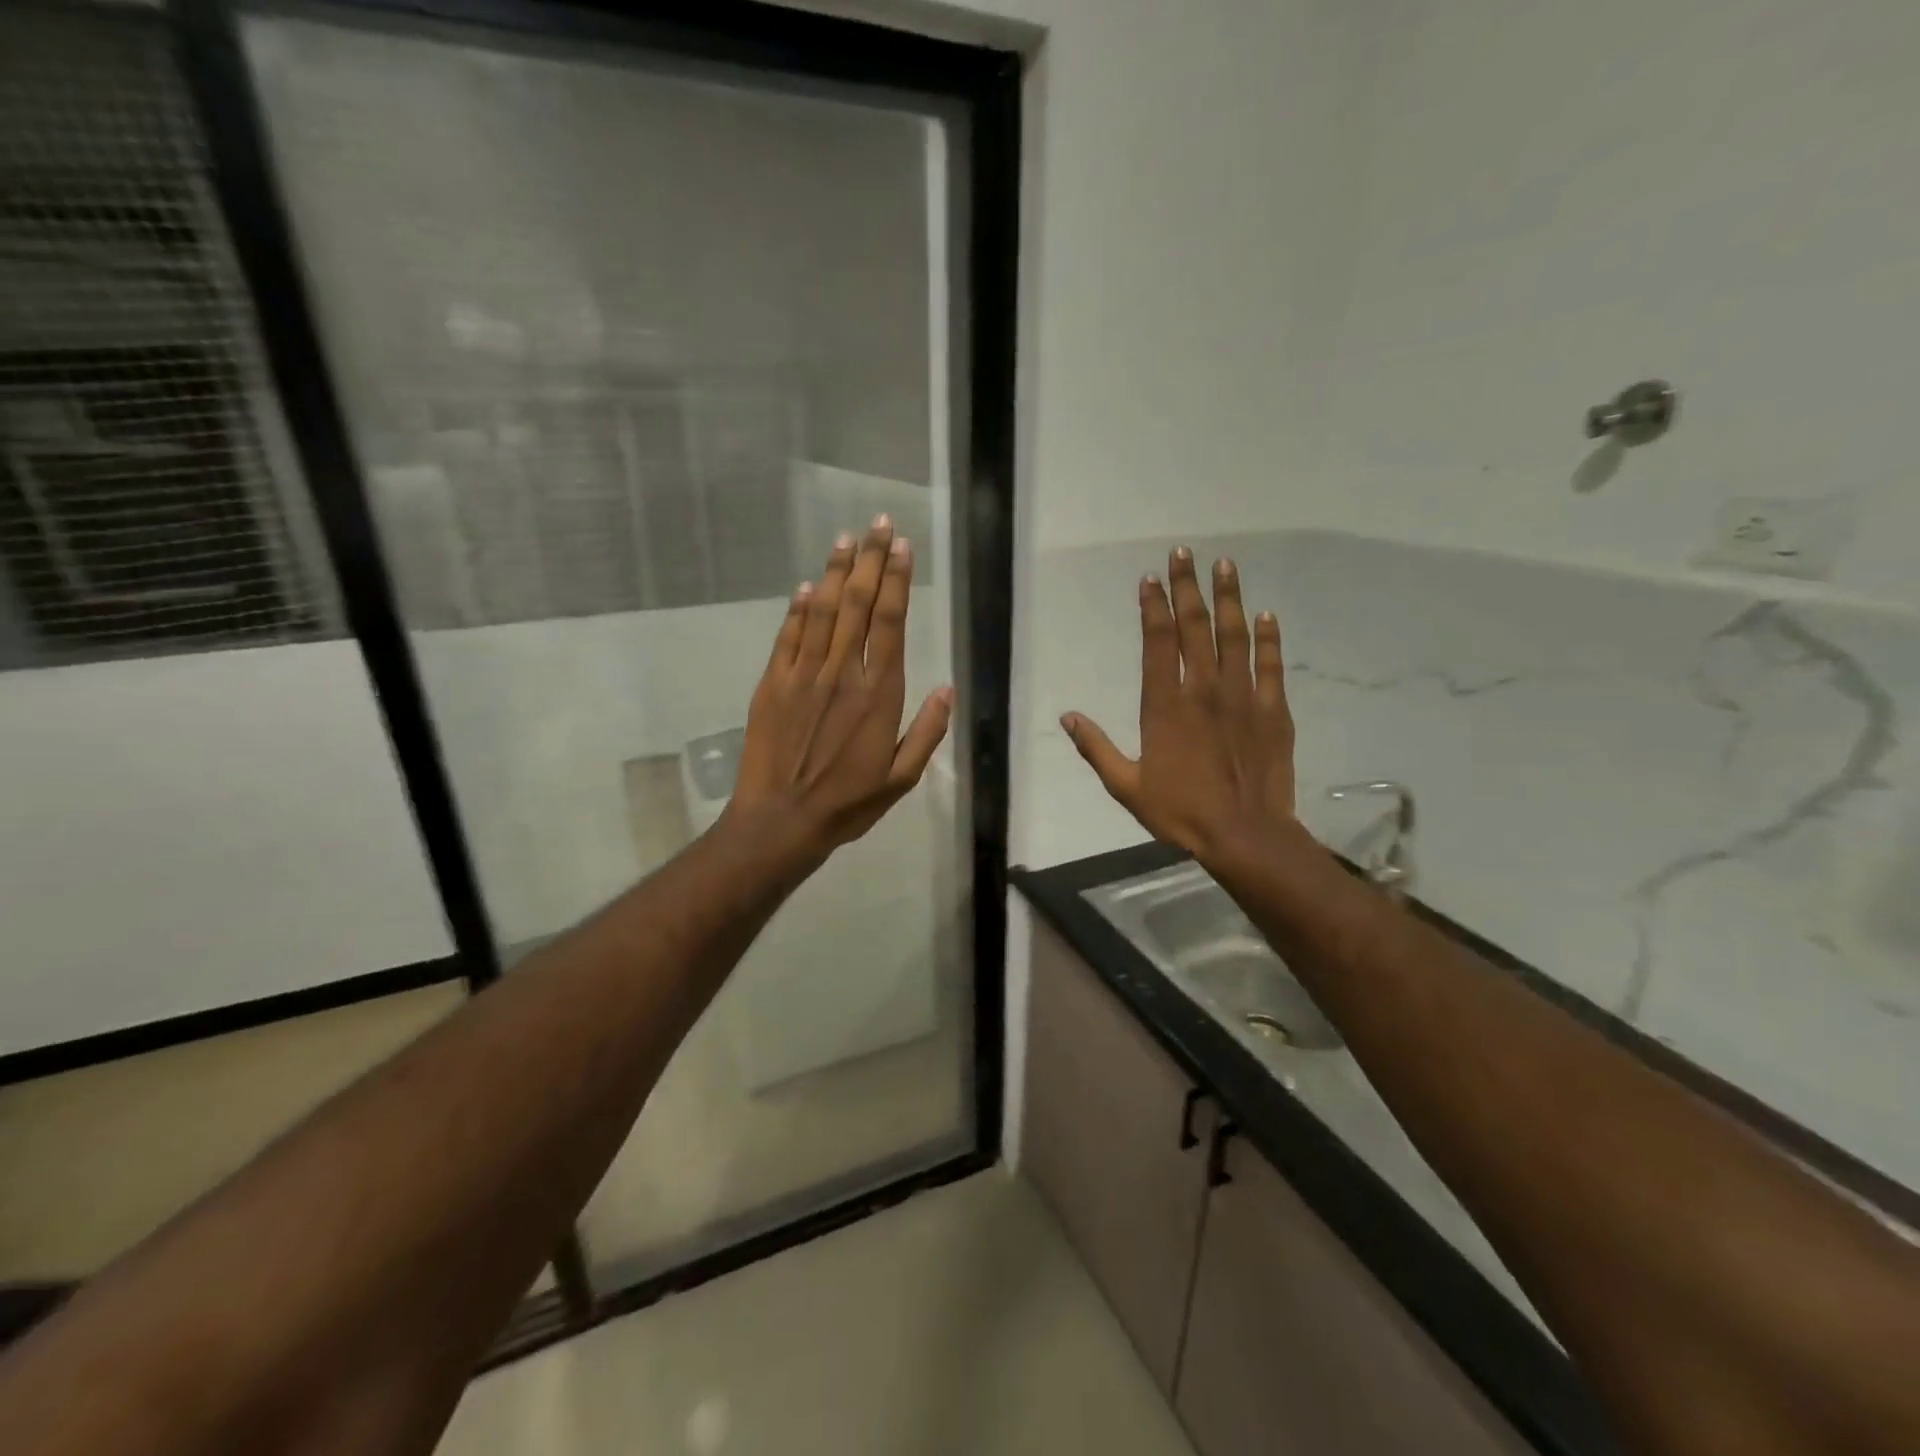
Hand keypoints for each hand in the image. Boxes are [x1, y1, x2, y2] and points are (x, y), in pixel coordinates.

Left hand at [728, 515, 953, 857]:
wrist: (781, 821)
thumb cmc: (848, 803)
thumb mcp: (902, 779)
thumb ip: (927, 732)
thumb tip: (947, 688)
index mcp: (879, 694)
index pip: (890, 623)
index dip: (896, 581)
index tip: (901, 548)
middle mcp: (842, 673)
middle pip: (857, 605)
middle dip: (870, 561)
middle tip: (878, 524)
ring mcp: (803, 675)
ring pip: (822, 611)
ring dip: (834, 572)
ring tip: (845, 538)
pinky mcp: (773, 684)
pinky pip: (788, 636)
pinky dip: (797, 608)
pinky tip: (805, 586)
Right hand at [1062, 547, 1296, 867]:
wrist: (1244, 835)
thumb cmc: (1180, 812)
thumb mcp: (1125, 786)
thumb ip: (1096, 748)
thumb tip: (1067, 716)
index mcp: (1165, 705)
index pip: (1157, 641)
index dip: (1153, 606)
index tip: (1149, 579)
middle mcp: (1204, 689)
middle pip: (1195, 627)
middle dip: (1188, 587)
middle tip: (1184, 553)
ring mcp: (1243, 697)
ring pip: (1234, 636)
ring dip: (1229, 598)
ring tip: (1226, 565)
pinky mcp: (1273, 711)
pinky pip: (1271, 666)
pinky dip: (1268, 639)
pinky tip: (1266, 615)